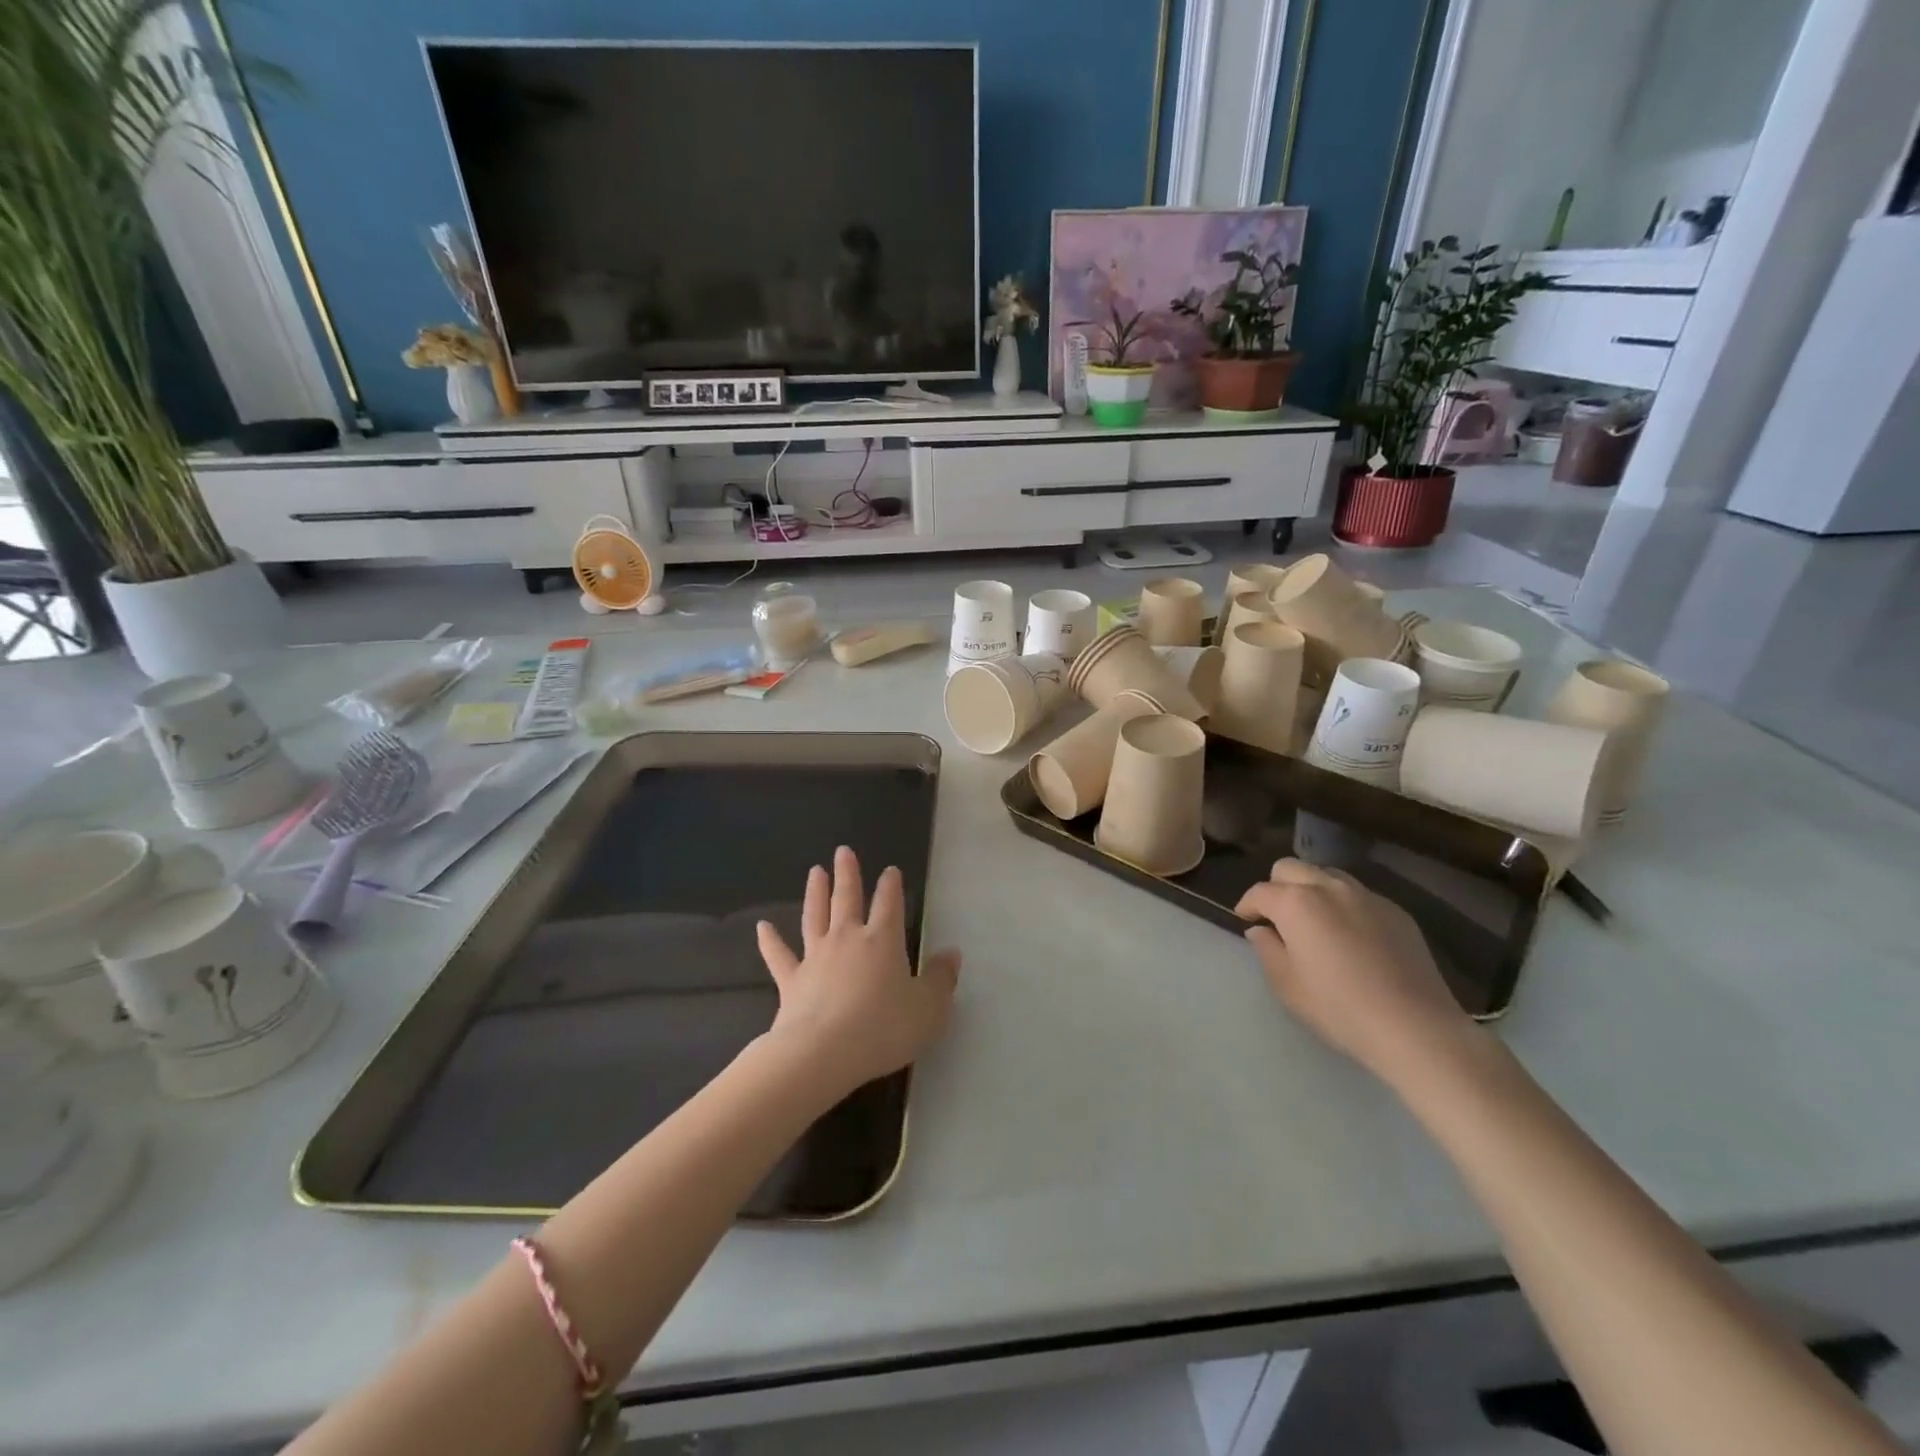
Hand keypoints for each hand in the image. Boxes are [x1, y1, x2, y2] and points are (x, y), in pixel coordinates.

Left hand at [756, 847, 960, 1092]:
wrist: (823, 1053)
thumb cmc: (883, 1028)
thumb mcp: (928, 1009)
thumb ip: (941, 979)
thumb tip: (952, 954)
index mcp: (882, 940)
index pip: (889, 903)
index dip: (891, 885)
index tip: (890, 870)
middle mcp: (848, 939)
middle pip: (847, 898)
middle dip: (847, 874)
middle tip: (843, 851)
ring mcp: (816, 957)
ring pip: (814, 916)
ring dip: (815, 892)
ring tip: (815, 871)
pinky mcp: (791, 981)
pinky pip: (779, 955)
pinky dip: (770, 940)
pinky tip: (762, 927)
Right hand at [1235, 859, 1477, 1088]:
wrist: (1415, 1028)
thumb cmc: (1339, 1009)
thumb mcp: (1287, 986)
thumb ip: (1267, 950)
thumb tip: (1261, 931)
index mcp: (1296, 903)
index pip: (1259, 891)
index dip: (1247, 905)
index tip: (1246, 921)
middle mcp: (1329, 887)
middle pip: (1291, 868)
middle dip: (1277, 886)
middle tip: (1278, 917)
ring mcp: (1366, 896)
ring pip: (1326, 874)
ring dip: (1311, 889)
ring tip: (1314, 921)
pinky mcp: (1396, 911)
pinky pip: (1359, 895)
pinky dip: (1344, 904)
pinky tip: (1351, 936)